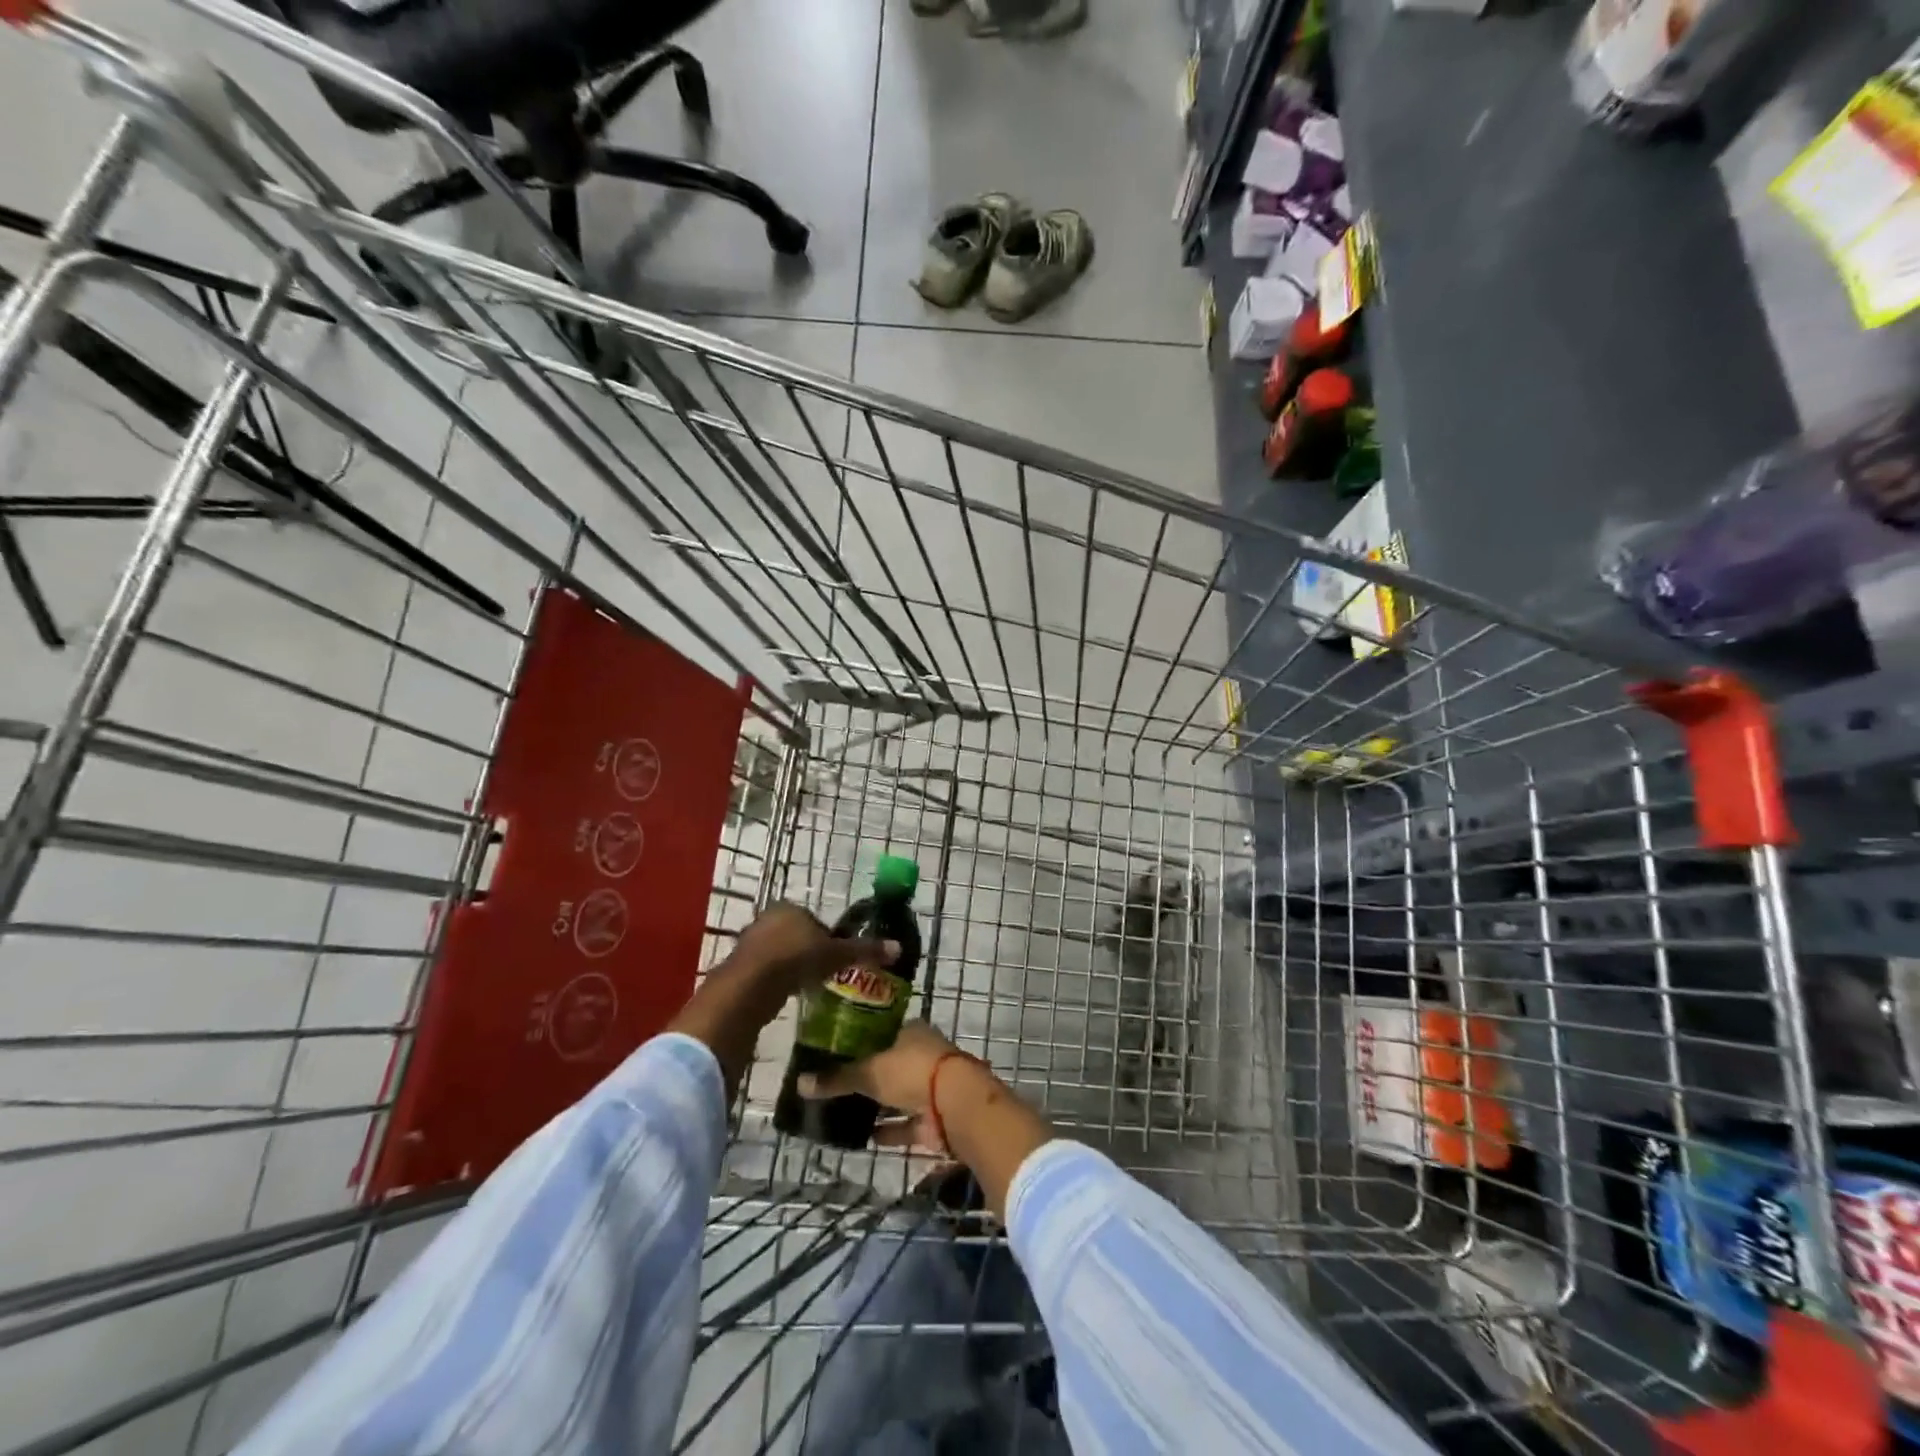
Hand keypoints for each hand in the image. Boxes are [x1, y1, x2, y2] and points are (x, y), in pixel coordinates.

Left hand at [726, 903, 898, 998]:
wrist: (751, 985)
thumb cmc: (796, 959)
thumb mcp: (836, 955)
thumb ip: (864, 950)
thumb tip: (898, 947)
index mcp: (791, 908)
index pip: (814, 920)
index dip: (827, 939)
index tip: (835, 959)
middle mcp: (768, 918)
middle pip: (795, 935)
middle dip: (808, 952)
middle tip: (823, 973)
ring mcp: (750, 941)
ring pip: (778, 952)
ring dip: (791, 967)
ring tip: (806, 986)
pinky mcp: (738, 965)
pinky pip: (764, 969)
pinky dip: (775, 979)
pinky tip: (785, 994)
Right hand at [795, 1021, 969, 1150]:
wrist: (956, 1105)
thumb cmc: (912, 1072)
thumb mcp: (869, 1071)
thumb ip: (837, 1079)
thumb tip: (800, 1083)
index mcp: (911, 1032)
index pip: (881, 1033)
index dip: (860, 1042)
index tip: (836, 1053)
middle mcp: (922, 1055)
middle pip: (889, 1065)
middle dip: (867, 1076)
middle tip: (835, 1086)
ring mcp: (930, 1088)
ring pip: (897, 1096)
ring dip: (877, 1106)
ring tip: (843, 1113)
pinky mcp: (933, 1119)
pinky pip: (905, 1125)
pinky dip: (888, 1132)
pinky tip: (864, 1139)